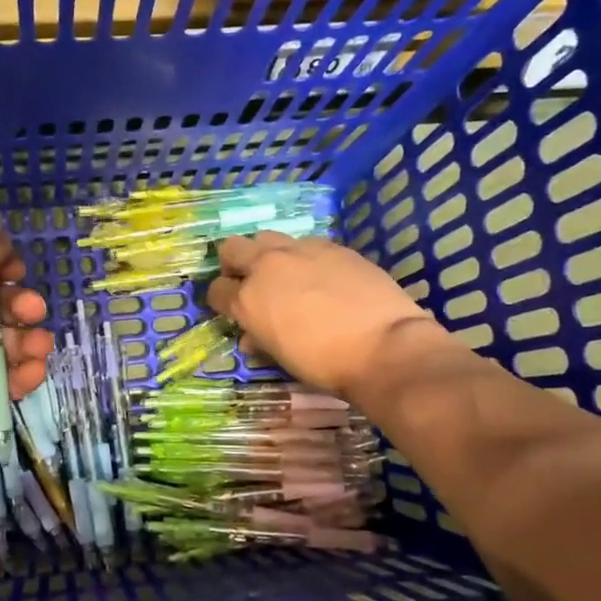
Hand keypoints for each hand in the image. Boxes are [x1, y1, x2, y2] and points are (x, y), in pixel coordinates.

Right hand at [207, 233, 446, 400]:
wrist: (384, 346)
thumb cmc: (325, 363)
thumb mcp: (281, 356)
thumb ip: (260, 338)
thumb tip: (253, 335)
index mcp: (247, 299)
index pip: (216, 290)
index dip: (219, 299)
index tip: (228, 309)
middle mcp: (267, 266)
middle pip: (232, 248)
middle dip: (233, 263)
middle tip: (247, 280)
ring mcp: (301, 250)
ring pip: (267, 237)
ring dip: (266, 253)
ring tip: (283, 273)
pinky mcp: (332, 246)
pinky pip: (305, 244)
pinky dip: (302, 256)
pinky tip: (319, 275)